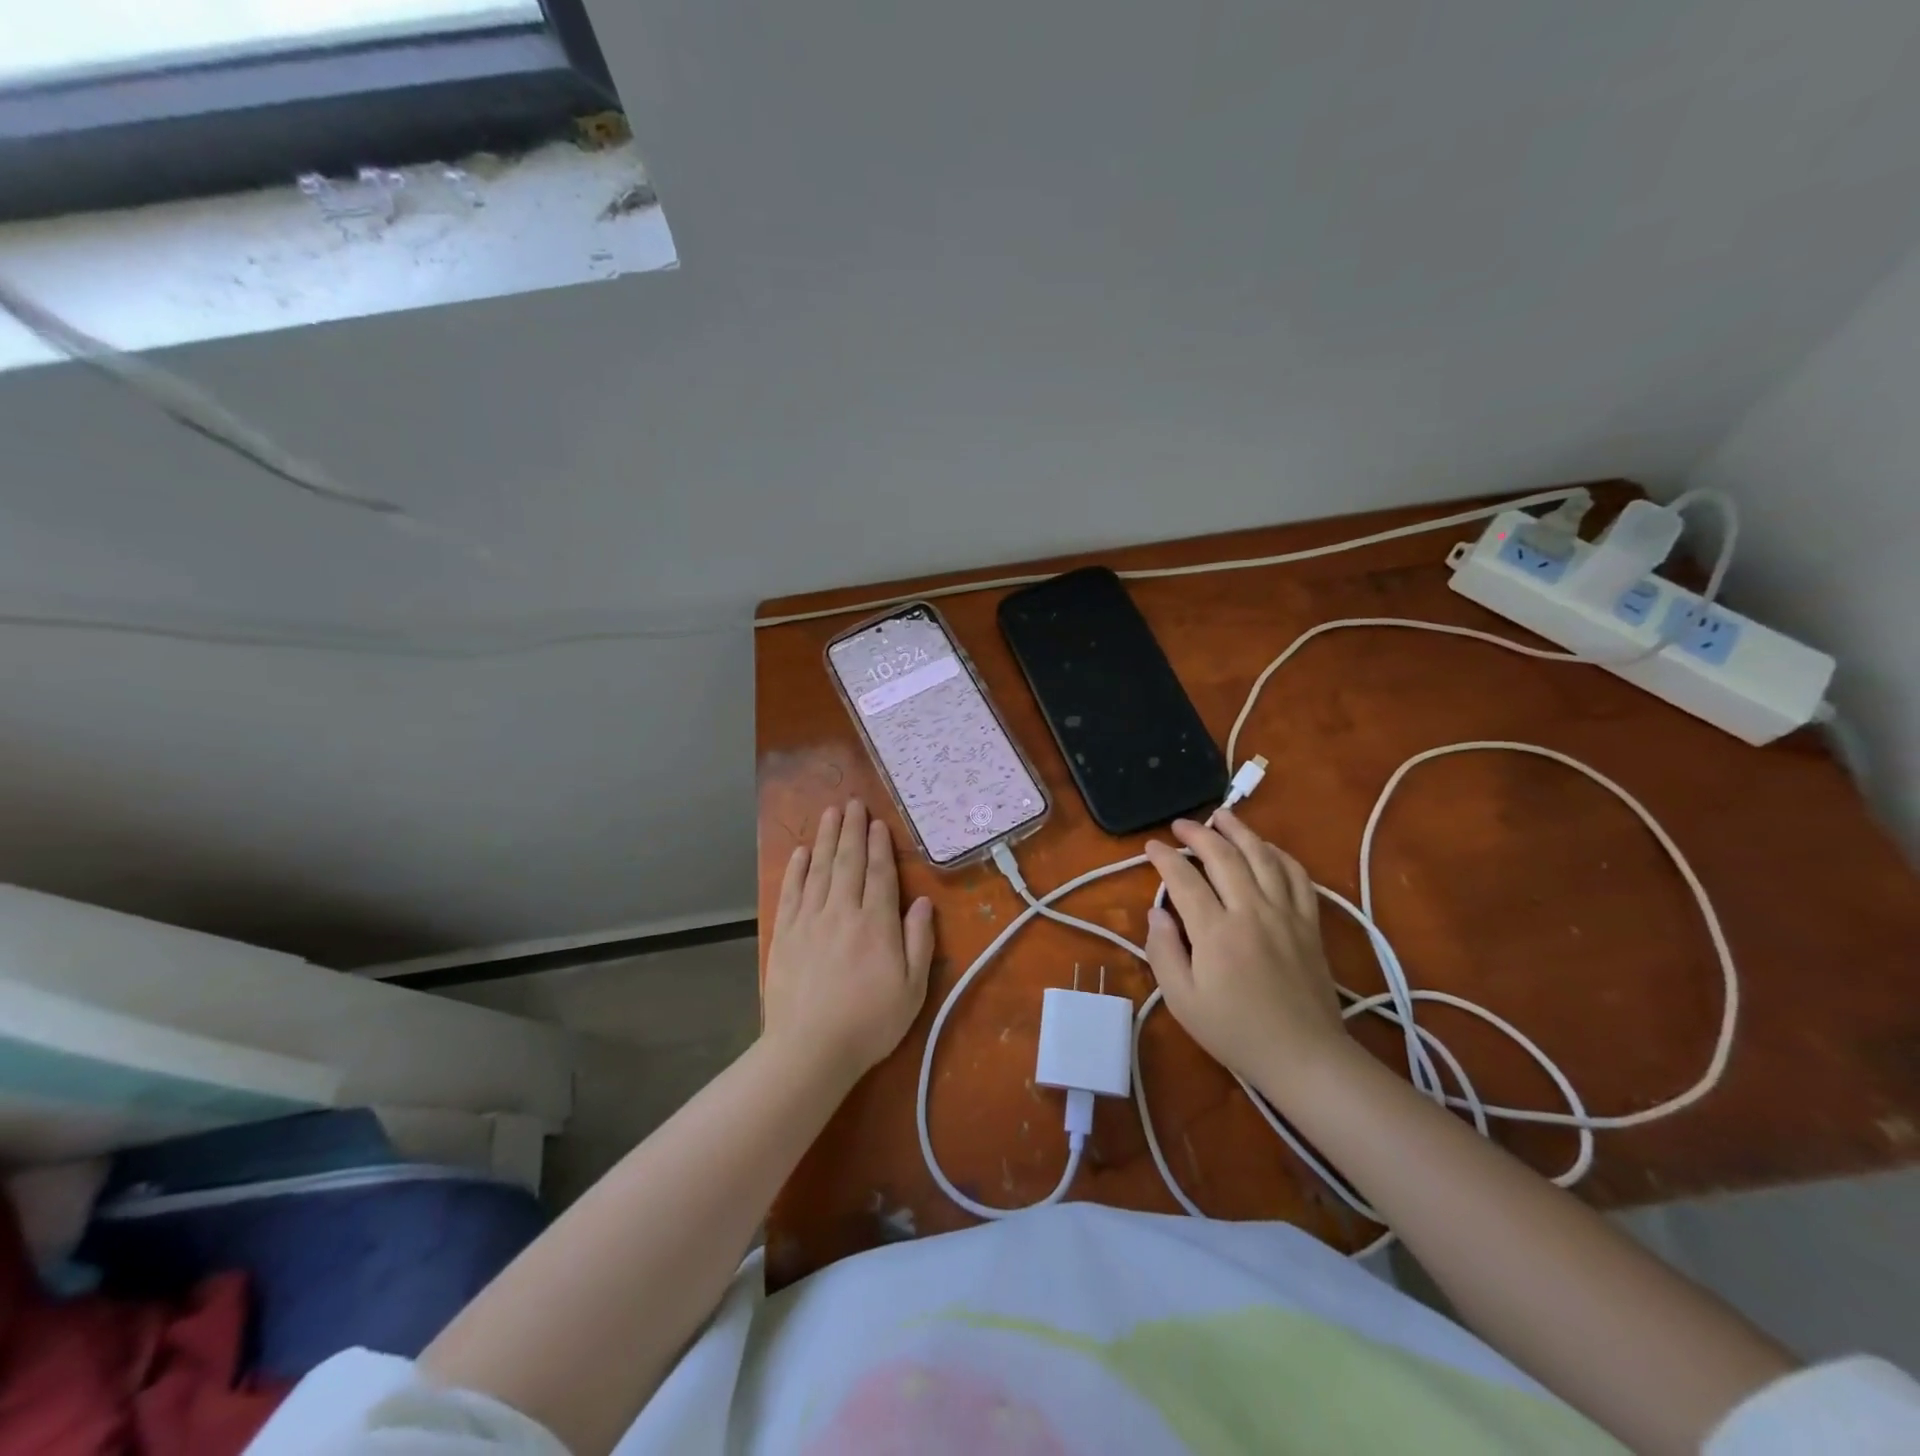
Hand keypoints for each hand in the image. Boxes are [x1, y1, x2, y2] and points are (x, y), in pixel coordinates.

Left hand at [763, 799, 935, 1079]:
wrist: (810, 1049)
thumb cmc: (869, 1022)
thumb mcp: (912, 988)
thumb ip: (918, 941)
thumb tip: (922, 902)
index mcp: (876, 923)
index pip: (879, 873)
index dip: (879, 846)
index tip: (878, 822)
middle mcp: (842, 911)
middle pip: (847, 861)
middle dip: (851, 830)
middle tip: (853, 802)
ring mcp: (810, 920)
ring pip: (820, 869)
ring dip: (826, 838)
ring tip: (830, 813)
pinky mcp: (785, 933)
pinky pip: (791, 891)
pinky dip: (796, 868)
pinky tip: (801, 851)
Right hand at [1143, 809, 1348, 1089]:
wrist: (1305, 1056)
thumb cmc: (1235, 1032)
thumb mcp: (1182, 1000)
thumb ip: (1163, 951)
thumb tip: (1156, 912)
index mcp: (1216, 931)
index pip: (1184, 879)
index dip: (1164, 858)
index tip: (1151, 847)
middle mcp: (1251, 911)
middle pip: (1224, 856)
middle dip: (1198, 834)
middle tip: (1180, 826)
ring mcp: (1286, 914)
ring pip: (1263, 856)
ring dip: (1240, 831)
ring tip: (1222, 816)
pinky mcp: (1310, 923)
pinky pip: (1297, 876)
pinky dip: (1280, 854)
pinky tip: (1266, 848)